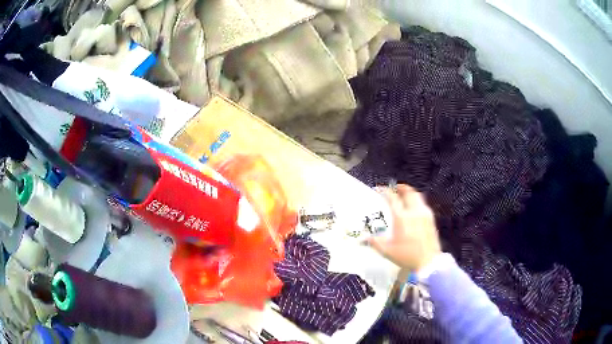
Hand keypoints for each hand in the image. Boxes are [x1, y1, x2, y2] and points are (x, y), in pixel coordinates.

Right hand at [369, 184, 441, 271]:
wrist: (429, 262)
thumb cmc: (407, 256)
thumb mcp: (387, 251)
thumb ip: (375, 242)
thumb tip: (362, 238)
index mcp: (402, 218)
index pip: (392, 198)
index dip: (385, 191)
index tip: (379, 190)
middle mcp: (414, 212)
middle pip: (408, 192)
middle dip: (400, 188)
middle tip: (393, 189)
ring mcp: (424, 214)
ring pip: (417, 196)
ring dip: (409, 193)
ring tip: (403, 196)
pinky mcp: (431, 218)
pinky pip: (423, 204)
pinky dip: (416, 201)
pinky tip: (413, 209)